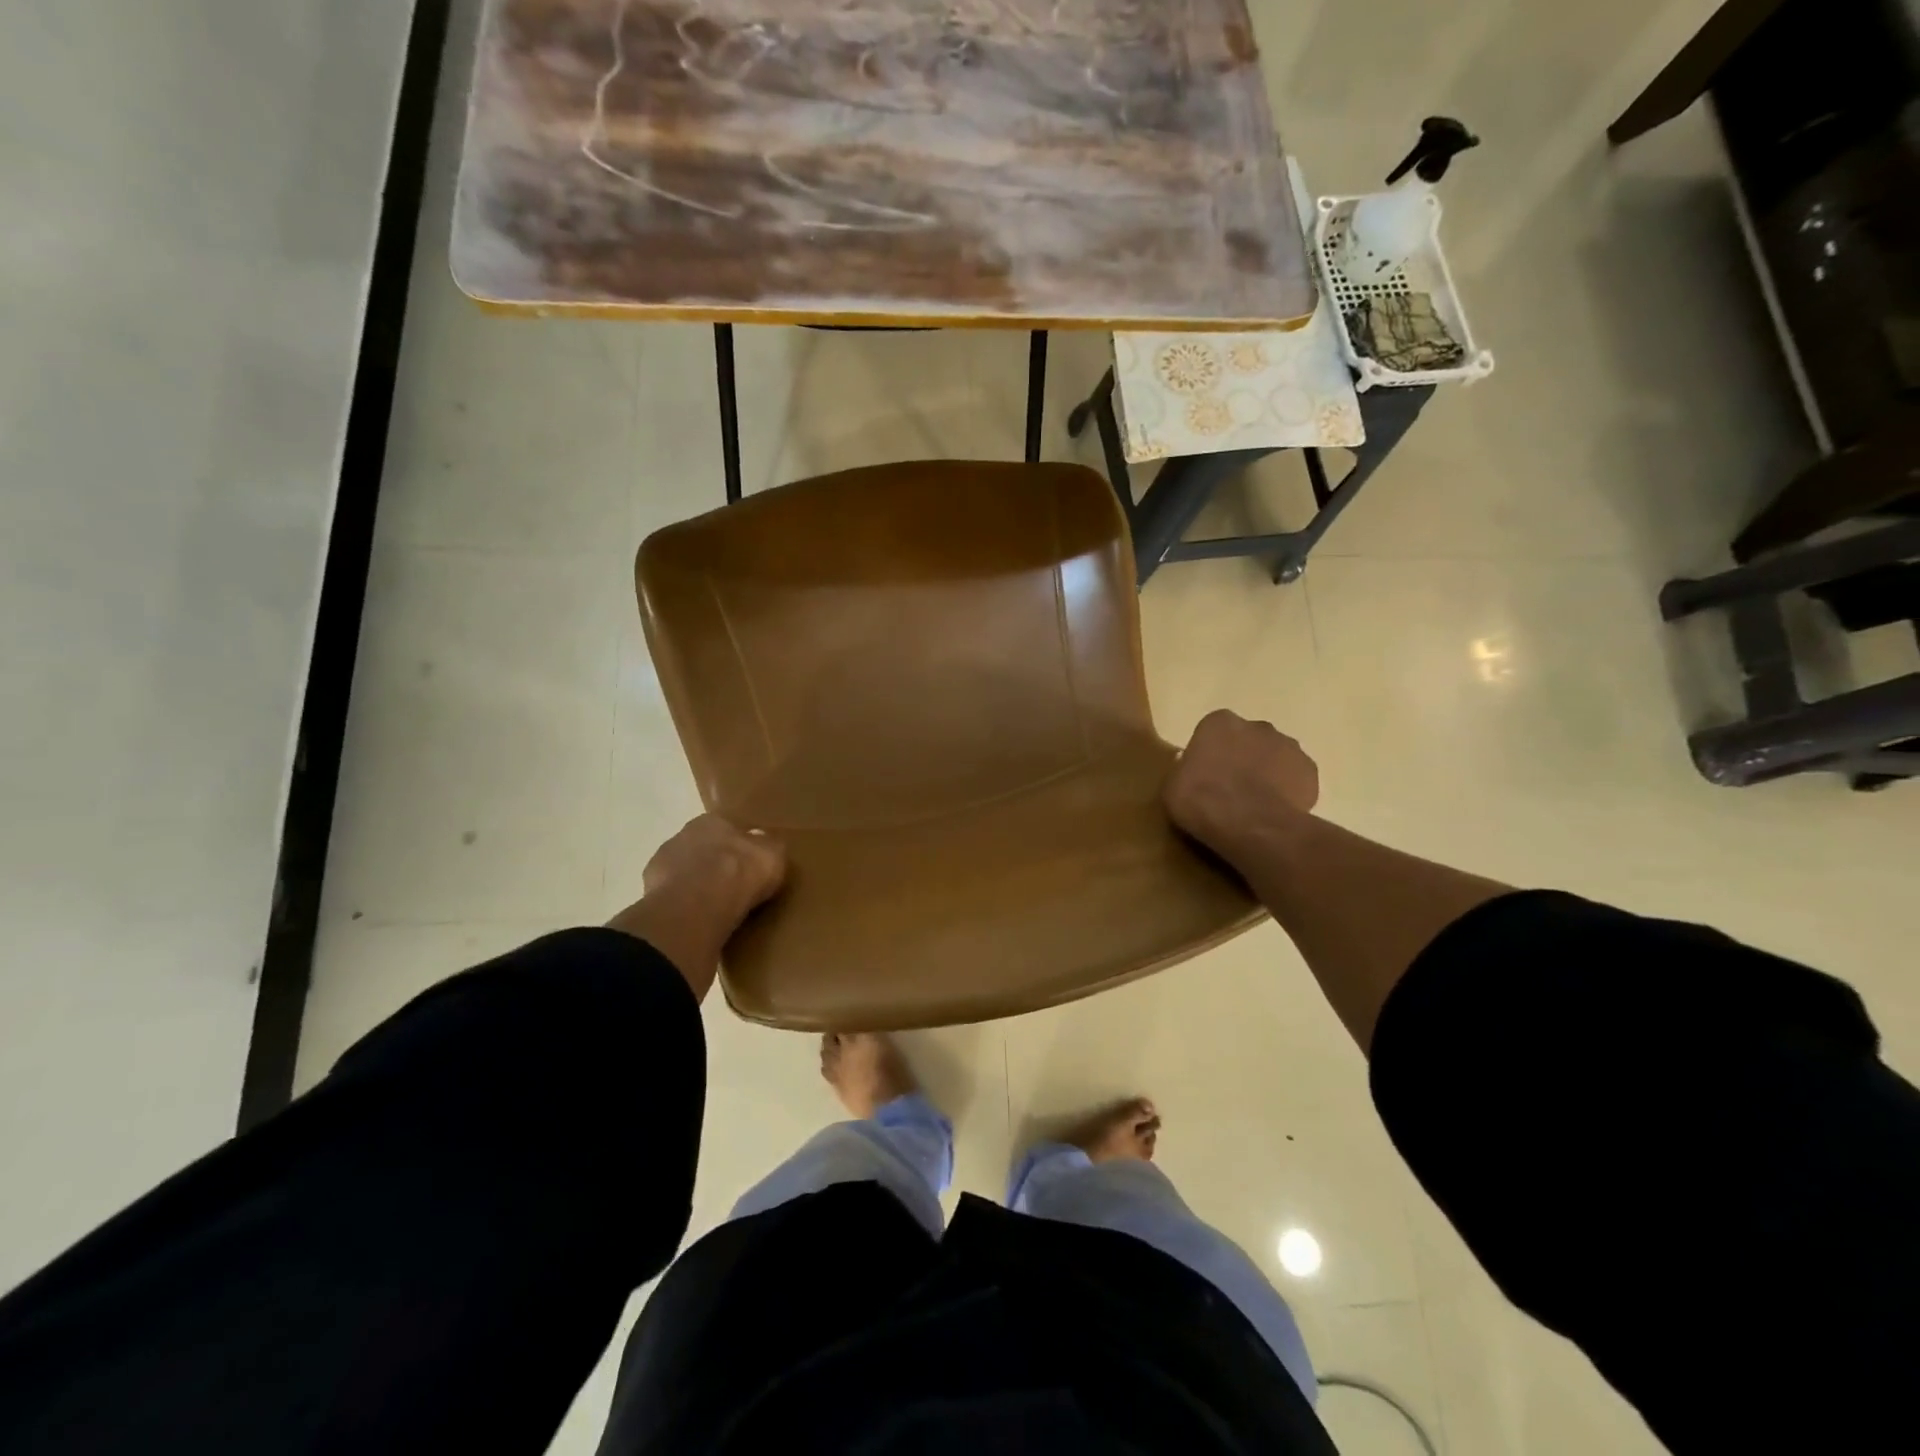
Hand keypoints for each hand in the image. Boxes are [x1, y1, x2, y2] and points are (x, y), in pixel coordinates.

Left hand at [609, 815, 787, 998]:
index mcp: (713, 821)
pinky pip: (673, 900)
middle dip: (715, 866)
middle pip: (703, 850)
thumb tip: (765, 845)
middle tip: (733, 889)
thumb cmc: (741, 872)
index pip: (728, 829)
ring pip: (684, 874)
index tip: (750, 867)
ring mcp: (661, 866)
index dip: (740, 848)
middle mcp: (683, 836)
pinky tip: (699, 922)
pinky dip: (684, 909)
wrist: (698, 905)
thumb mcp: (773, 855)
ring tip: (716, 910)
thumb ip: (769, 847)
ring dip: (696, 888)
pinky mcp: (650, 896)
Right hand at [1164, 710, 1319, 866]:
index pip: (1214, 730)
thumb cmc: (1200, 799)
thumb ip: (1184, 769)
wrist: (1248, 824)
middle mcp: (1256, 726)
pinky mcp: (1310, 771)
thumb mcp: (1173, 785)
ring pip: (1275, 757)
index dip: (1211, 753)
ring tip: (1255, 804)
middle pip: (1248, 740)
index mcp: (1219, 722)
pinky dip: (1288, 790)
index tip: (1205, 775)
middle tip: (1230, 789)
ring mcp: (1288, 746)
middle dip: (1242, 758)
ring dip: (1267, 772)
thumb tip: (1190, 766)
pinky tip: (1275, 811)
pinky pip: (1296, 778)